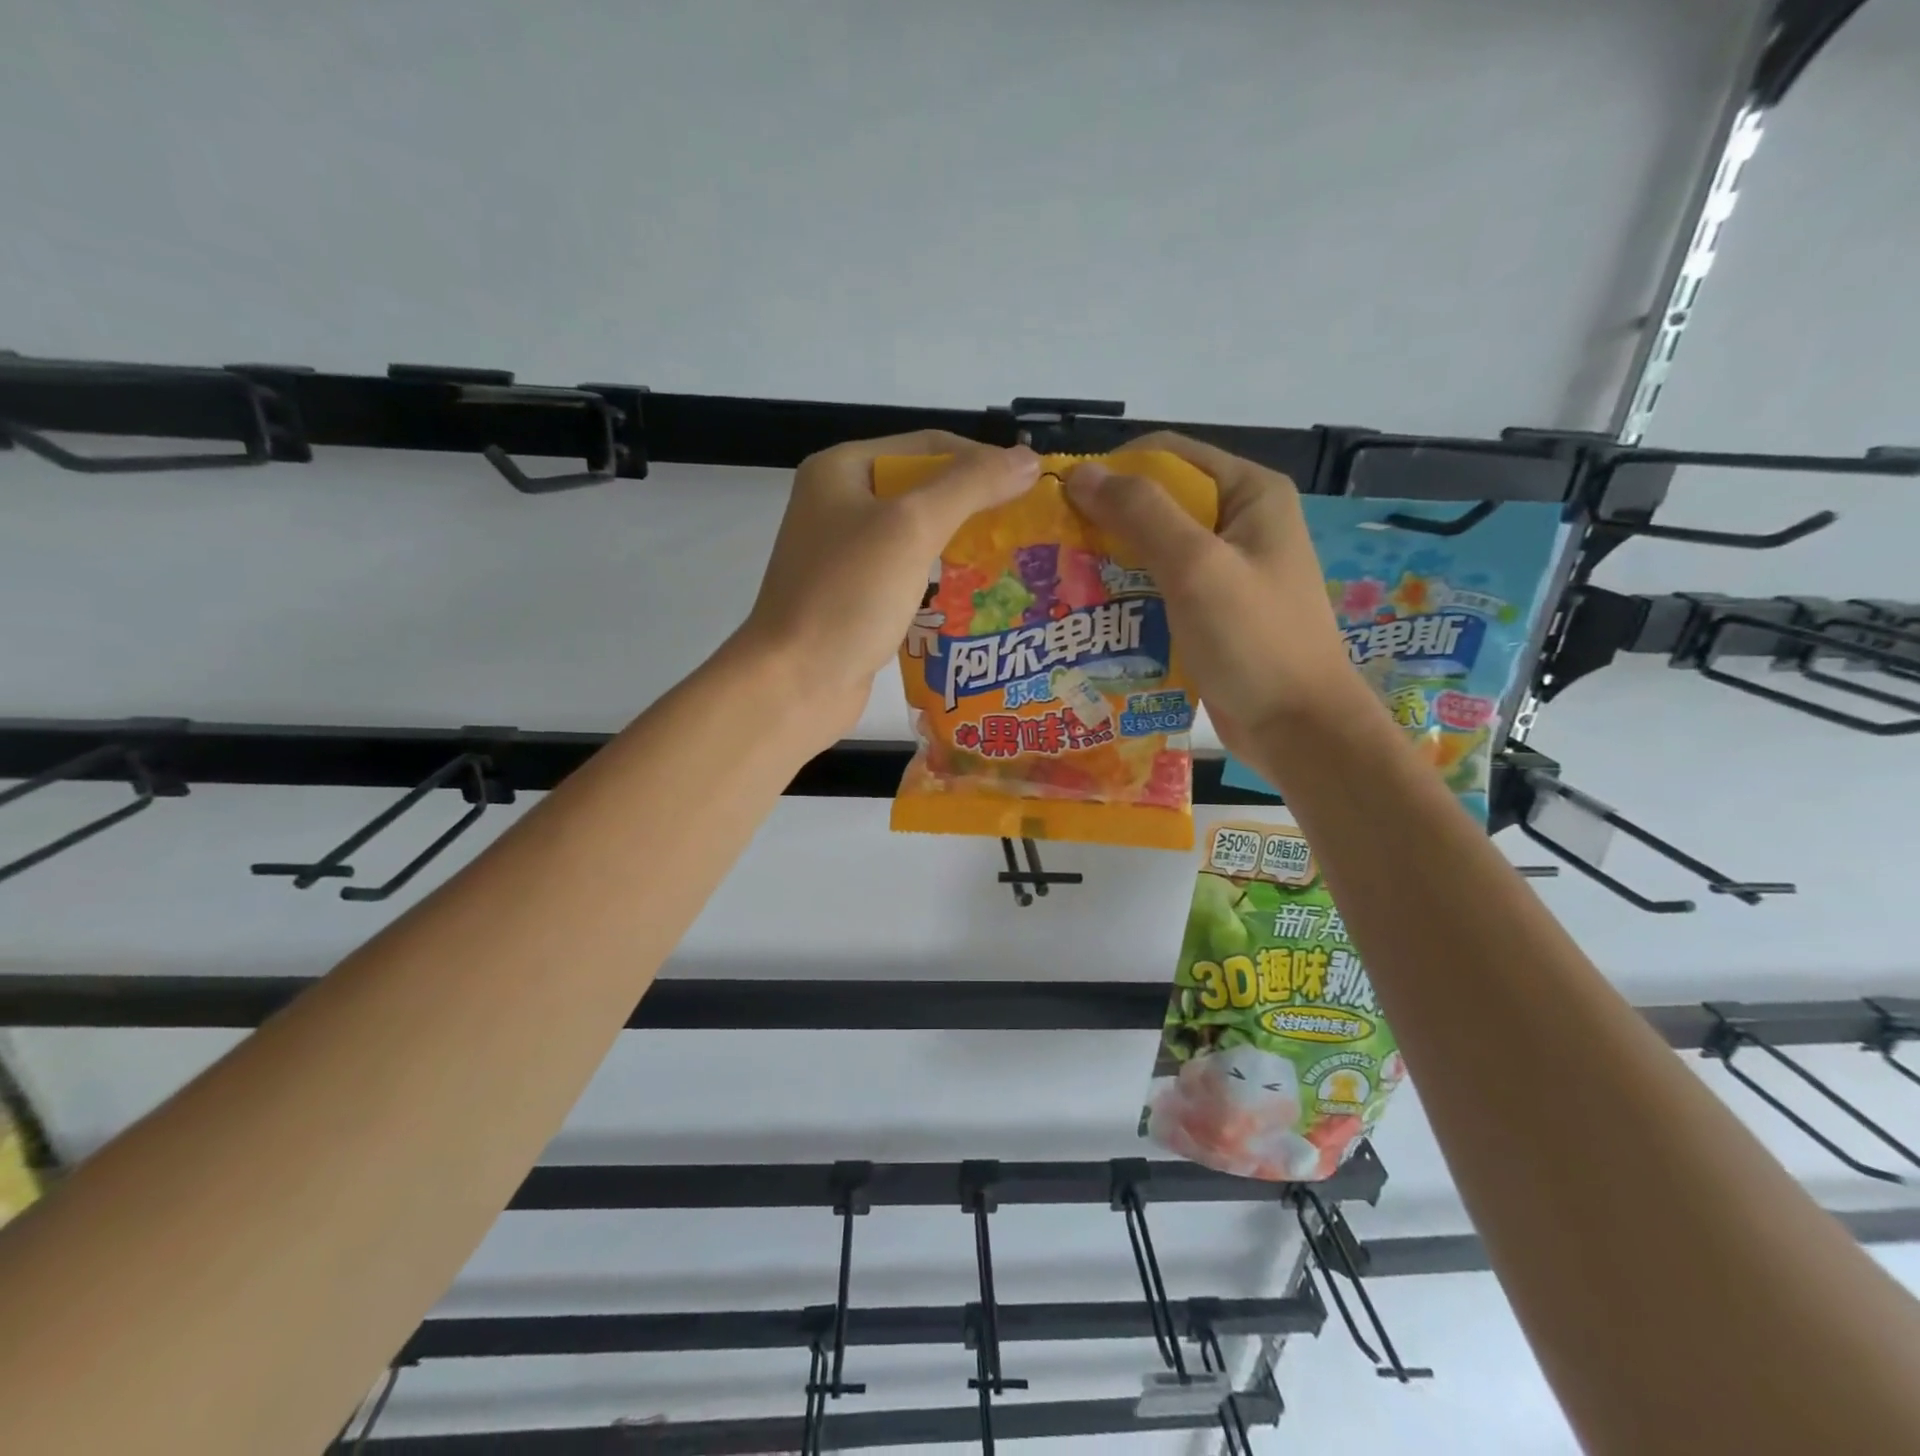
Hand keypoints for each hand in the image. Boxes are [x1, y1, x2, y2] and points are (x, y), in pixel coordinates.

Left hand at [735, 431, 1040, 743]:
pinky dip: (940, 579)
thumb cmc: (848, 596)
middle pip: (923, 489)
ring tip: (1010, 560)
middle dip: (975, 506)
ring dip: (961, 544)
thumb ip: (970, 486)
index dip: (982, 460)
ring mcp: (845, 554)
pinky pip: (907, 574)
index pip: (928, 446)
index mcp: (842, 469)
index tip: (1031, 488)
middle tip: (1025, 528)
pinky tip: (975, 596)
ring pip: (917, 535)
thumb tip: (1027, 459)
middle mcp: (840, 504)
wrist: (794, 683)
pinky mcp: (854, 596)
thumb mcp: (911, 528)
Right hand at [1065, 433, 1361, 758]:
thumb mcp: (1196, 567)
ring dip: (1110, 562)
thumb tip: (1080, 475)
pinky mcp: (1212, 611)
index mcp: (1249, 493)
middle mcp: (1239, 522)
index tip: (1061, 502)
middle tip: (1055, 549)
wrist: (1298, 729)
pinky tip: (1092, 614)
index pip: (1167, 456)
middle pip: (1158, 502)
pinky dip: (1127, 596)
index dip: (1112, 471)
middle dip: (1105, 522)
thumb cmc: (1253, 640)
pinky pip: (1160, 589)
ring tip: (1062, 583)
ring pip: (1154, 549)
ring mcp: (1226, 570)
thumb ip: (1141, 515)